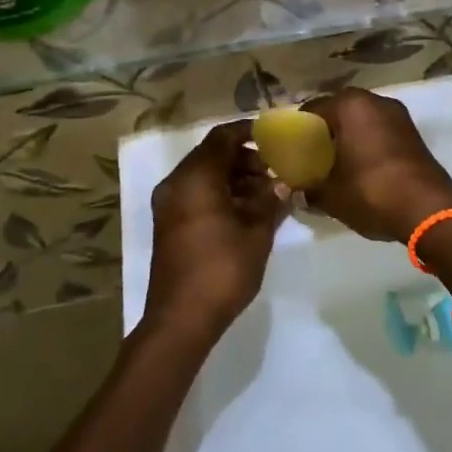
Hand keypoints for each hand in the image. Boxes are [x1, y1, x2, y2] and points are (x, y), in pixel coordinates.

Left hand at [146, 120, 287, 343]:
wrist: (180, 319)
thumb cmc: (221, 269)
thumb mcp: (256, 233)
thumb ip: (270, 202)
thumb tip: (283, 185)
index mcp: (196, 177)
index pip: (222, 138)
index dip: (248, 132)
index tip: (274, 138)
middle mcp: (177, 184)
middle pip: (212, 155)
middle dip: (245, 159)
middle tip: (275, 172)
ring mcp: (168, 205)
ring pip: (204, 176)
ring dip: (233, 178)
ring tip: (266, 194)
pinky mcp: (168, 224)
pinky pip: (195, 194)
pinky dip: (219, 194)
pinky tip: (246, 212)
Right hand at [299, 88, 451, 242]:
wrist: (429, 210)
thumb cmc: (371, 192)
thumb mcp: (331, 196)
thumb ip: (309, 189)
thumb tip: (297, 192)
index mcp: (350, 105)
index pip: (312, 108)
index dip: (298, 129)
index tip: (290, 150)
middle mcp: (375, 101)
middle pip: (339, 111)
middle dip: (324, 131)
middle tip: (311, 157)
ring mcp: (398, 115)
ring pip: (361, 120)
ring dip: (348, 137)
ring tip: (335, 163)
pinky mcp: (413, 132)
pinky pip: (379, 131)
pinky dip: (367, 143)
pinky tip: (360, 167)